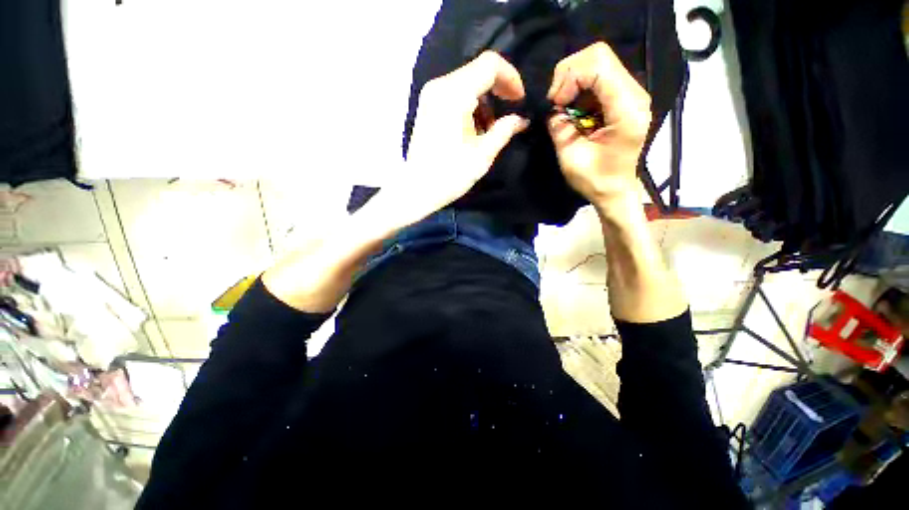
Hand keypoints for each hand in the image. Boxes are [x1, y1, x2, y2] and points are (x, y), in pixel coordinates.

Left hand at [396, 51, 528, 221]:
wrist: (417, 190)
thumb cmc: (450, 175)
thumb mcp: (482, 155)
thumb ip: (504, 131)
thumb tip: (521, 119)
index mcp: (454, 95)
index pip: (489, 65)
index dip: (511, 78)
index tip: (520, 101)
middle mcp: (440, 87)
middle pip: (478, 71)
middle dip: (499, 89)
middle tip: (509, 114)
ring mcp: (430, 95)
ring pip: (466, 82)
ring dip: (484, 101)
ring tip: (490, 129)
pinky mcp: (427, 106)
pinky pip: (455, 94)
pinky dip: (470, 106)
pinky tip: (473, 129)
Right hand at [547, 42, 651, 204]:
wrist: (615, 190)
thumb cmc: (595, 180)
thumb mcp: (571, 158)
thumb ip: (560, 128)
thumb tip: (552, 108)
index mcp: (626, 110)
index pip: (599, 65)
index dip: (569, 77)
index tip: (556, 104)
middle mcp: (634, 94)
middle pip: (599, 55)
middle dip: (569, 74)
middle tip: (557, 103)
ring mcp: (631, 93)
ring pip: (598, 62)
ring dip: (573, 81)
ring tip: (563, 107)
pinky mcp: (623, 97)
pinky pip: (598, 76)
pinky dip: (579, 87)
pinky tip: (573, 108)